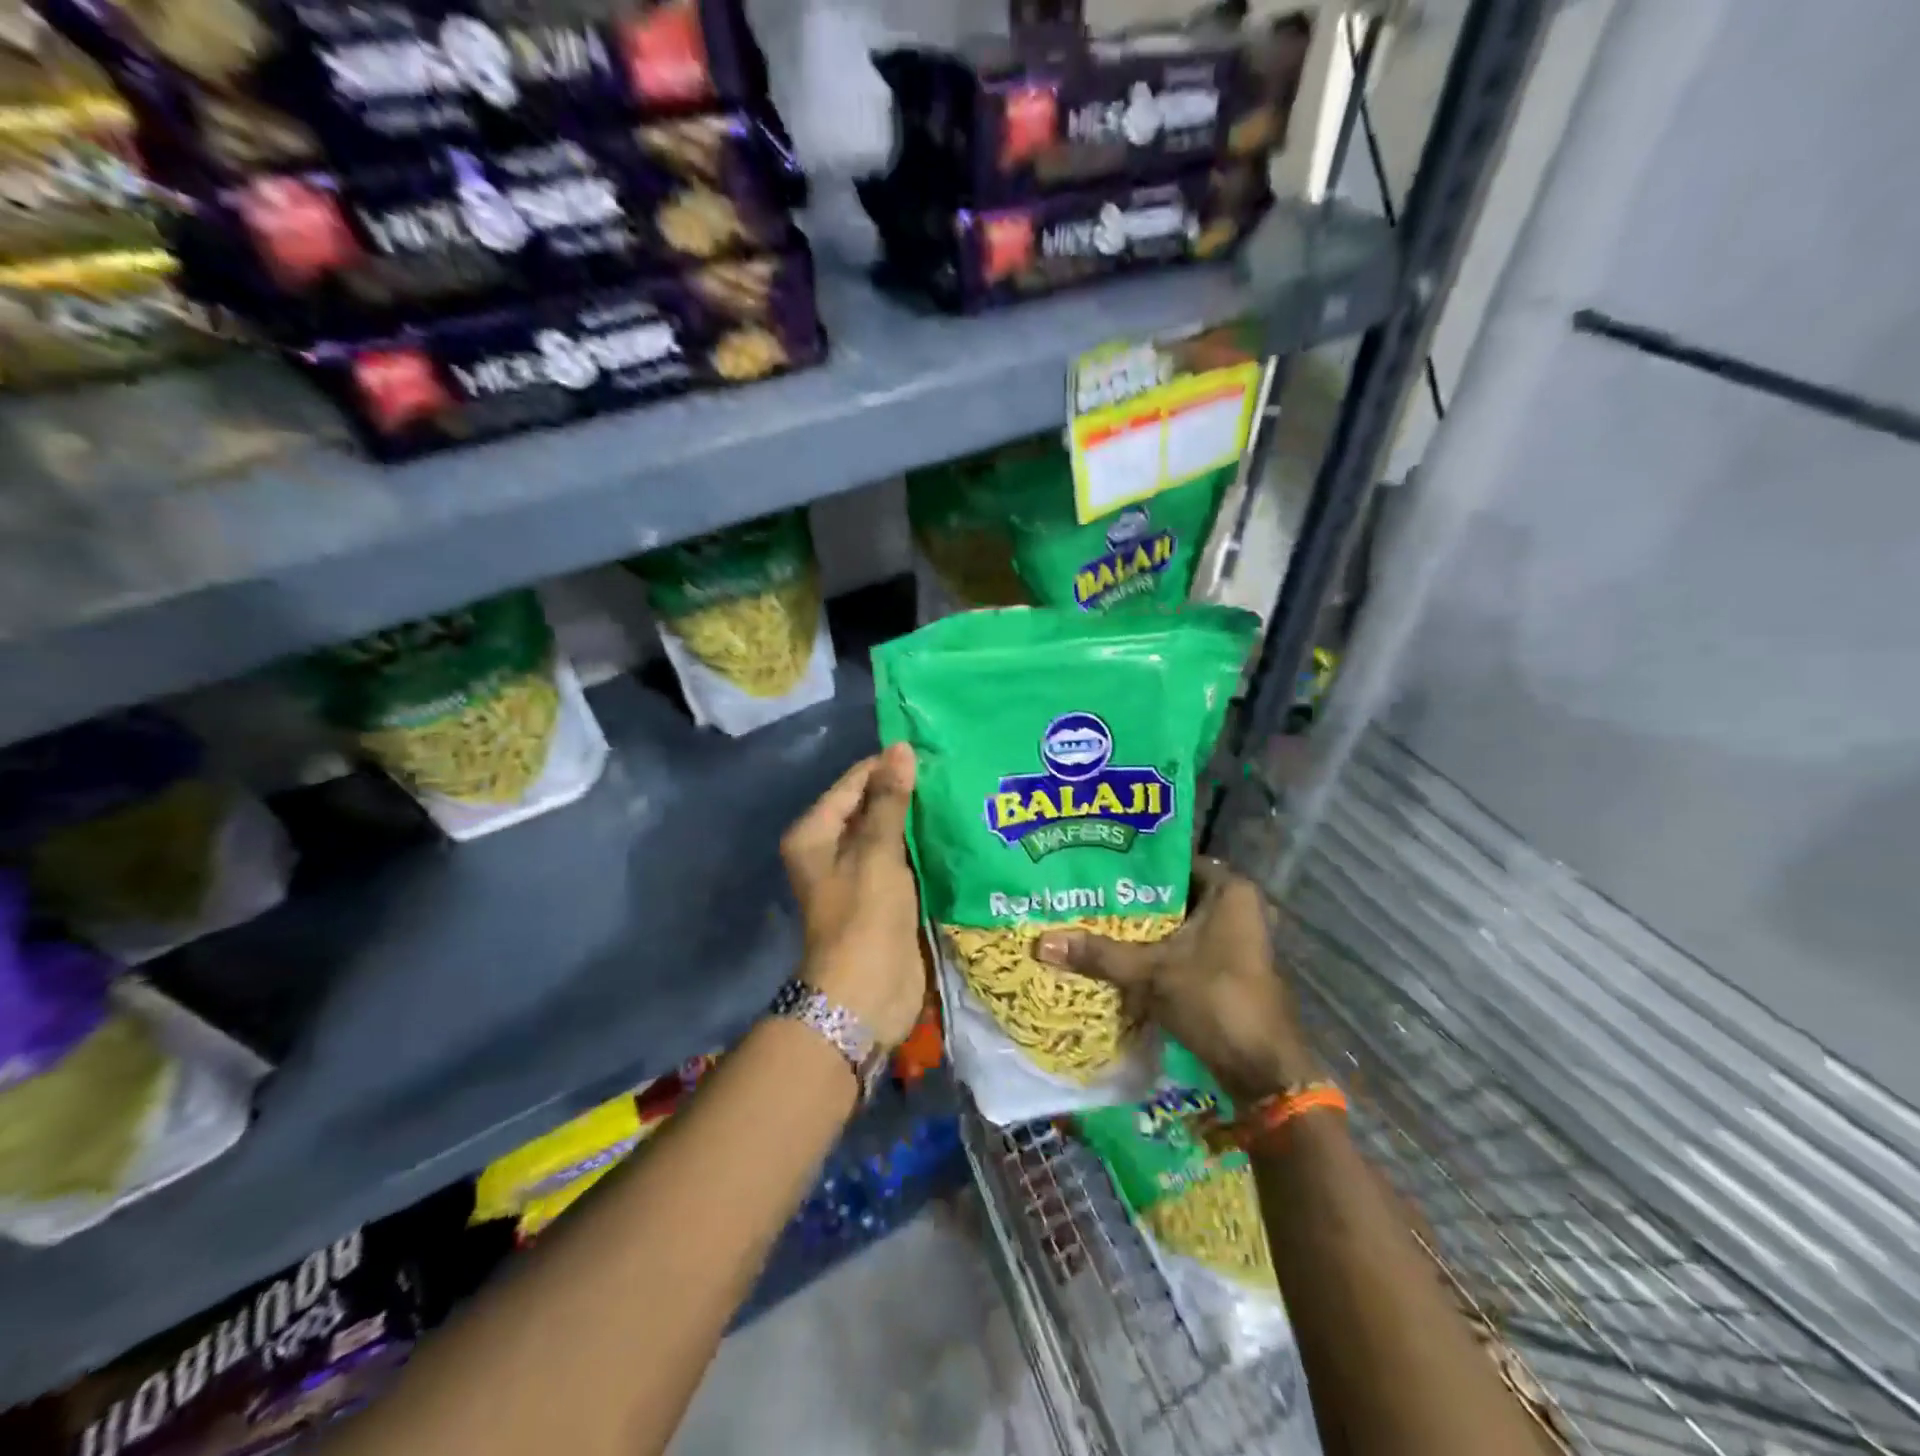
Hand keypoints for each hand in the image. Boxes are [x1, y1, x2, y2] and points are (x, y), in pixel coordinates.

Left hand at [780, 743, 925, 1050]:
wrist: (866, 995)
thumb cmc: (865, 917)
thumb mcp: (877, 852)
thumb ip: (890, 800)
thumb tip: (900, 748)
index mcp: (815, 834)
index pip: (853, 783)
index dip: (887, 765)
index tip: (931, 750)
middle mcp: (831, 849)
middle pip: (870, 806)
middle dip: (906, 792)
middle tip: (952, 769)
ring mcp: (858, 874)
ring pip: (890, 833)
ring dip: (918, 819)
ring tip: (960, 793)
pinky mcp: (883, 895)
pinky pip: (904, 859)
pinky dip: (924, 847)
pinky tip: (955, 831)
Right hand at [1035, 856, 1316, 1101]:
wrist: (1262, 1072)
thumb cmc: (1216, 1001)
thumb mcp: (1152, 973)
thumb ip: (1100, 954)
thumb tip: (1041, 942)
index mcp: (1231, 891)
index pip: (1174, 860)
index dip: (1135, 861)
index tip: (1095, 860)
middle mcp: (1237, 907)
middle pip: (1172, 893)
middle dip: (1131, 896)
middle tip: (1085, 890)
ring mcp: (1233, 939)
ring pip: (1176, 922)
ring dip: (1141, 926)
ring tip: (1090, 916)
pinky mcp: (1226, 968)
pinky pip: (1182, 946)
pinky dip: (1154, 949)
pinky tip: (1114, 951)